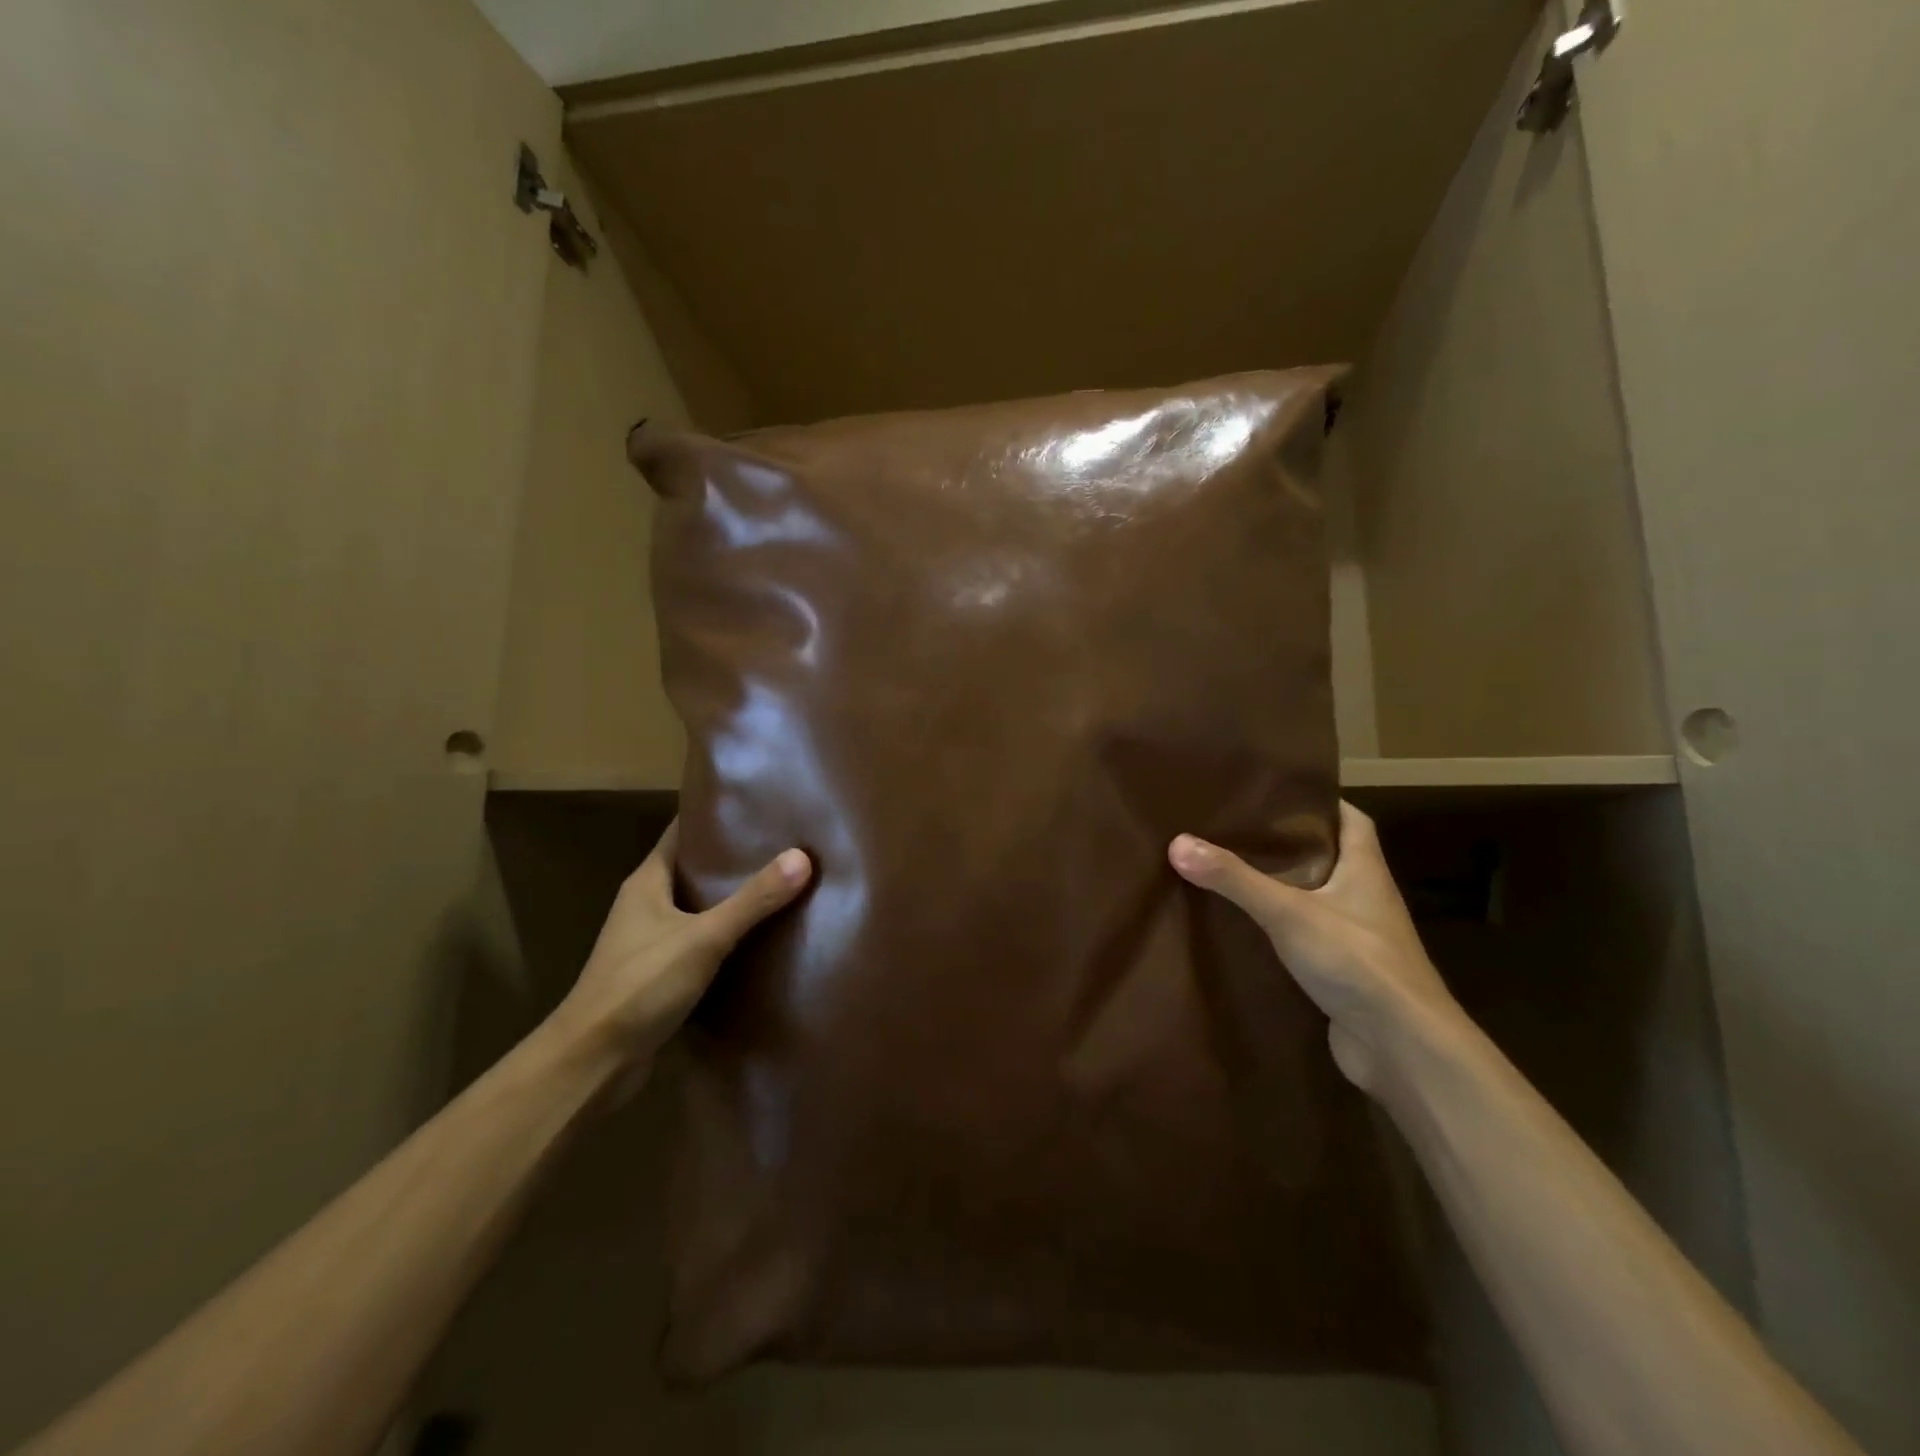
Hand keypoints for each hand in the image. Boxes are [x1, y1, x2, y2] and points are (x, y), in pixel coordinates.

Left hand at [551, 820, 810, 1085]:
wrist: (592, 1063)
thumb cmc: (640, 985)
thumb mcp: (703, 937)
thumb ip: (753, 900)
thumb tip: (802, 857)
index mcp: (646, 882)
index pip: (681, 833)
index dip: (714, 817)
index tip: (756, 806)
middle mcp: (645, 905)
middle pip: (693, 869)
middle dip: (733, 858)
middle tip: (782, 844)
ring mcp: (650, 942)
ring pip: (698, 908)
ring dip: (731, 899)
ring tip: (780, 884)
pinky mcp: (659, 976)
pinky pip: (699, 942)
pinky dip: (726, 936)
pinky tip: (760, 938)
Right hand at [1169, 802, 1456, 1090]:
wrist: (1403, 1048)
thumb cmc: (1357, 962)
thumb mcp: (1288, 911)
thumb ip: (1235, 879)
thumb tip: (1178, 842)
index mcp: (1365, 870)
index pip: (1352, 820)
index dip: (1321, 803)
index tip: (1279, 793)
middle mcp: (1366, 899)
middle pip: (1330, 858)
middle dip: (1290, 844)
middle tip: (1239, 829)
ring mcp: (1357, 939)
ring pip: (1317, 900)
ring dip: (1283, 888)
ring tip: (1233, 872)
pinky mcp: (1344, 974)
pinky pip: (1308, 938)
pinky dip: (1281, 930)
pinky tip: (1246, 930)